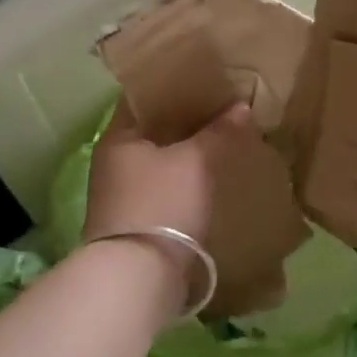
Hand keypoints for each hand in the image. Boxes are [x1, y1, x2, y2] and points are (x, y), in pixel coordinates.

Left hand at [85, 101, 298, 318]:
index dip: (174, 85)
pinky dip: (187, 179)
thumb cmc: (162, 204)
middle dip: (187, 120)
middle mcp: (114, 162)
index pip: (145, 97)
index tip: (206, 78)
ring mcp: (123, 194)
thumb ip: (219, 132)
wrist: (139, 277)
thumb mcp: (196, 162)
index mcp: (119, 137)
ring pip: (162, 160)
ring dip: (189, 152)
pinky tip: (213, 177)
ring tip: (224, 139)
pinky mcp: (137, 222)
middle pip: (155, 130)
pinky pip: (166, 187)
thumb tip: (241, 106)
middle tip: (224, 107)